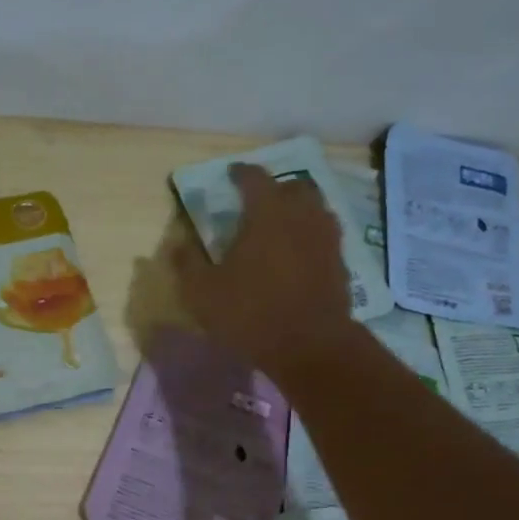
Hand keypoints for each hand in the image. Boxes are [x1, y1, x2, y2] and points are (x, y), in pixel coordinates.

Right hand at [170, 163, 355, 378]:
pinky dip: (310, 236)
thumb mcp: (203, 294)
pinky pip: (324, 236)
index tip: (231, 175)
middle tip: (258, 202)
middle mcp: (301, 214)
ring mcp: (326, 237)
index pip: (254, 177)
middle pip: (292, 186)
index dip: (240, 173)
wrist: (310, 346)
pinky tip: (298, 254)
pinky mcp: (341, 262)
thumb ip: (188, 264)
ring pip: (314, 209)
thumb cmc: (250, 314)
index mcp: (267, 212)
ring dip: (297, 211)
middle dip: (275, 189)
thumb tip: (178, 245)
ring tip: (280, 226)